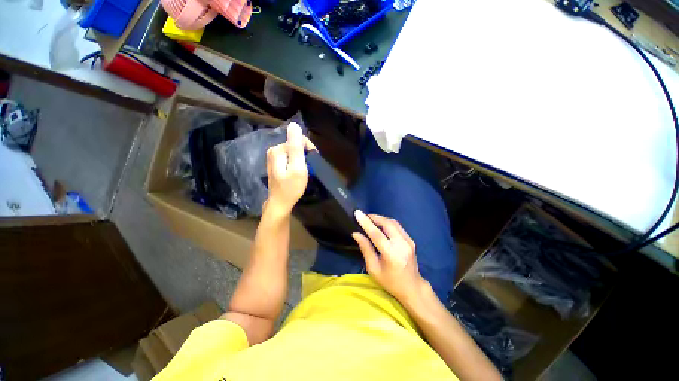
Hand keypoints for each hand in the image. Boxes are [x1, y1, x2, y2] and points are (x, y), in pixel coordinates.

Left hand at [265, 122, 315, 214]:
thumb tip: (294, 124)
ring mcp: (273, 158)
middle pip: (295, 145)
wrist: (281, 203)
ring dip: (302, 160)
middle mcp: (273, 151)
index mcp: (278, 150)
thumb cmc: (291, 187)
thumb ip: (296, 146)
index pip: (298, 140)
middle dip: (305, 155)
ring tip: (305, 171)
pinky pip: (290, 158)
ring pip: (294, 152)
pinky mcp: (276, 164)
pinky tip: (299, 172)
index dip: (309, 149)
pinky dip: (297, 163)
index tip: (313, 162)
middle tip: (309, 169)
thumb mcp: (297, 167)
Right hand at [352, 210, 427, 301]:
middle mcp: (402, 245)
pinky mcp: (411, 240)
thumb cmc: (390, 281)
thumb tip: (356, 233)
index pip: (377, 234)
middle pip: (387, 223)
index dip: (366, 223)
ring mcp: (409, 241)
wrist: (412, 287)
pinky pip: (397, 226)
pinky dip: (387, 223)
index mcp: (391, 254)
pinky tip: (381, 226)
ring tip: (371, 220)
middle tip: (364, 217)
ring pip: (393, 222)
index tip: (357, 213)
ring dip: (381, 219)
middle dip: (374, 217)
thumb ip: (366, 249)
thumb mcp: (374, 268)